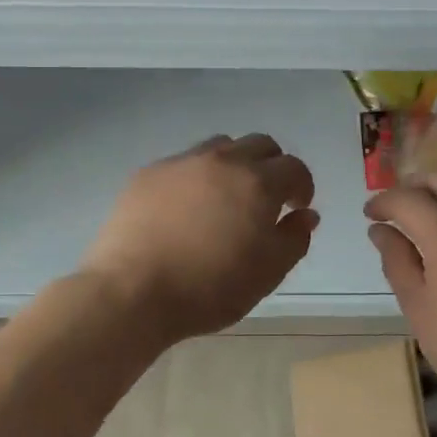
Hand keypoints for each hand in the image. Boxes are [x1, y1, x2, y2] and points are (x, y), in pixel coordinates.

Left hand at [82, 134, 319, 343]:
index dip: (302, 186)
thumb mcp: (267, 274)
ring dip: (234, 164)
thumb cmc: (209, 288)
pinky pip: (183, 163)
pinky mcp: (148, 174)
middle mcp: (222, 161)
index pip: (294, 168)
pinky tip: (186, 208)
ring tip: (226, 198)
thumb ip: (294, 239)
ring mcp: (181, 163)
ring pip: (220, 147)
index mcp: (257, 183)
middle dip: (272, 166)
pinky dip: (197, 177)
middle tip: (267, 199)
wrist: (132, 291)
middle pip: (260, 144)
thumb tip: (305, 215)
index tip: (296, 209)